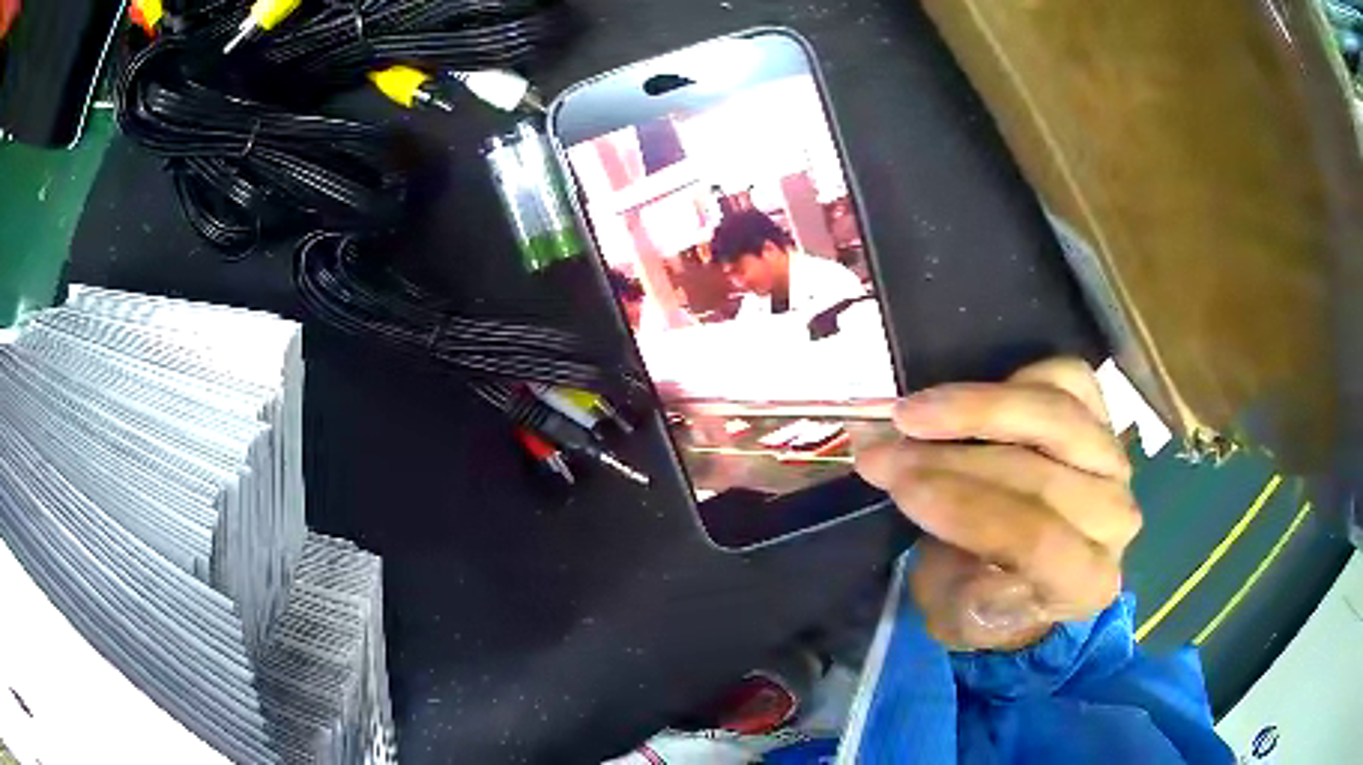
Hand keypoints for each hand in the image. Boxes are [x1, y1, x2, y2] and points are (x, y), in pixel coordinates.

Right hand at [854, 358, 1140, 650]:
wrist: (1028, 575)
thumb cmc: (988, 603)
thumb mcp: (956, 618)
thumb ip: (951, 583)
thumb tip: (929, 512)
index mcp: (1088, 581)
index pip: (1036, 539)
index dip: (965, 508)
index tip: (900, 486)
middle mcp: (1115, 518)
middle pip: (1037, 475)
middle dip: (949, 459)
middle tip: (882, 451)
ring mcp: (1115, 461)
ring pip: (1055, 416)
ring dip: (975, 408)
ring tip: (912, 412)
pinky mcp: (1104, 419)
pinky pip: (1067, 379)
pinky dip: (1017, 378)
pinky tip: (971, 396)